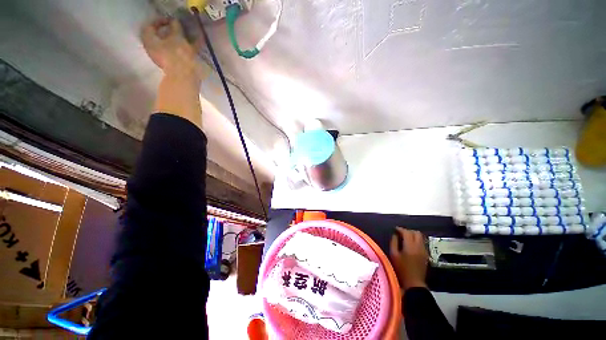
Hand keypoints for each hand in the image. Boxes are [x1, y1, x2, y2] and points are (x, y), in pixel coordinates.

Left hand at [141, 18, 203, 79]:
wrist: (185, 77)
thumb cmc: (177, 55)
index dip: (160, 21)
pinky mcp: (175, 65)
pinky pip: (180, 54)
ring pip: (172, 46)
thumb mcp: (177, 37)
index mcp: (149, 41)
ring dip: (180, 41)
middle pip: (161, 37)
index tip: (171, 20)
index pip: (151, 26)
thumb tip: (175, 22)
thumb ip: (175, 27)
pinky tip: (195, 45)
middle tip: (180, 28)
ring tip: (190, 36)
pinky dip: (186, 49)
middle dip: (171, 32)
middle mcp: (154, 50)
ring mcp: (165, 59)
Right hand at [390, 227, 427, 291]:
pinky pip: (422, 243)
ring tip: (405, 238)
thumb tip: (395, 235)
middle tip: (401, 233)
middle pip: (416, 233)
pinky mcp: (426, 255)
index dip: (400, 229)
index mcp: (410, 246)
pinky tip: (410, 245)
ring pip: (420, 237)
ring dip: (413, 235)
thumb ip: (394, 242)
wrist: (414, 283)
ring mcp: (424, 251)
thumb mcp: (393, 255)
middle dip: (408, 231)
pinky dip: (416, 241)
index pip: (407, 232)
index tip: (395, 229)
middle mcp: (419, 247)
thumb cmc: (401, 269)